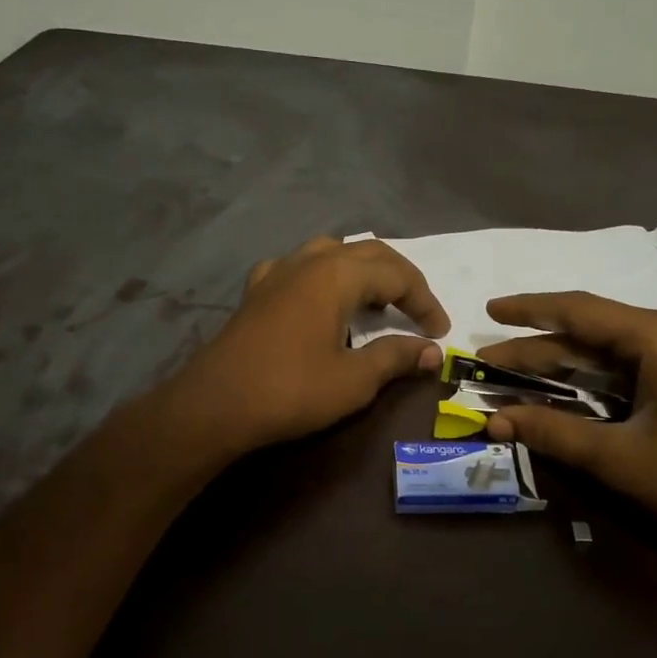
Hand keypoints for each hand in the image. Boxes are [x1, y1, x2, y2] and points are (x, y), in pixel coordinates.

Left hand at [171, 236, 449, 453]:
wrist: (216, 404)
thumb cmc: (291, 390)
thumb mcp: (354, 380)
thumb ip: (396, 357)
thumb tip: (431, 351)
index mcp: (337, 275)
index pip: (397, 274)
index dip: (424, 301)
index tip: (440, 331)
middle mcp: (308, 261)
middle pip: (368, 253)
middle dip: (400, 279)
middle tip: (418, 311)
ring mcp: (277, 272)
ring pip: (332, 253)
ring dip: (362, 272)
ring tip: (376, 302)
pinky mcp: (256, 291)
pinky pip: (299, 268)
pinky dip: (323, 277)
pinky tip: (319, 299)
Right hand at [479, 292, 656, 561]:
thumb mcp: (619, 459)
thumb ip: (554, 432)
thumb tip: (494, 421)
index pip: (580, 310)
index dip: (529, 310)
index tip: (489, 310)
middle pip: (591, 331)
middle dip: (538, 346)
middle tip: (489, 358)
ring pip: (610, 351)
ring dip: (563, 363)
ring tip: (513, 372)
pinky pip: (630, 369)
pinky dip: (593, 379)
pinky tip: (564, 389)